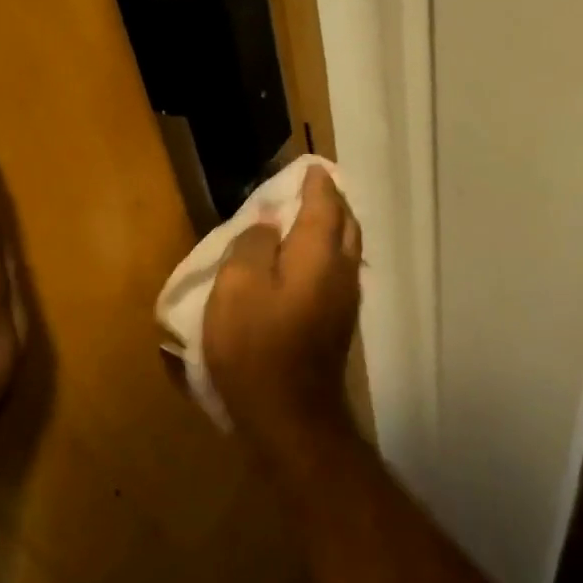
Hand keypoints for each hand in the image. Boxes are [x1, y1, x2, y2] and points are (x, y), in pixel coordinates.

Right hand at [202, 166, 361, 458]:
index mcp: (318, 255)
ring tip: (305, 219)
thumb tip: (266, 224)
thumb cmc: (256, 347)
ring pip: (345, 250)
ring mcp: (343, 301)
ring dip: (330, 228)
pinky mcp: (337, 325)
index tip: (306, 166)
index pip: (324, 204)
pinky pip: (337, 273)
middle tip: (308, 188)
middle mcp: (340, 272)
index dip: (315, 182)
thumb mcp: (237, 287)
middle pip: (345, 225)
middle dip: (331, 201)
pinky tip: (303, 263)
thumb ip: (252, 245)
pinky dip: (325, 254)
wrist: (290, 416)